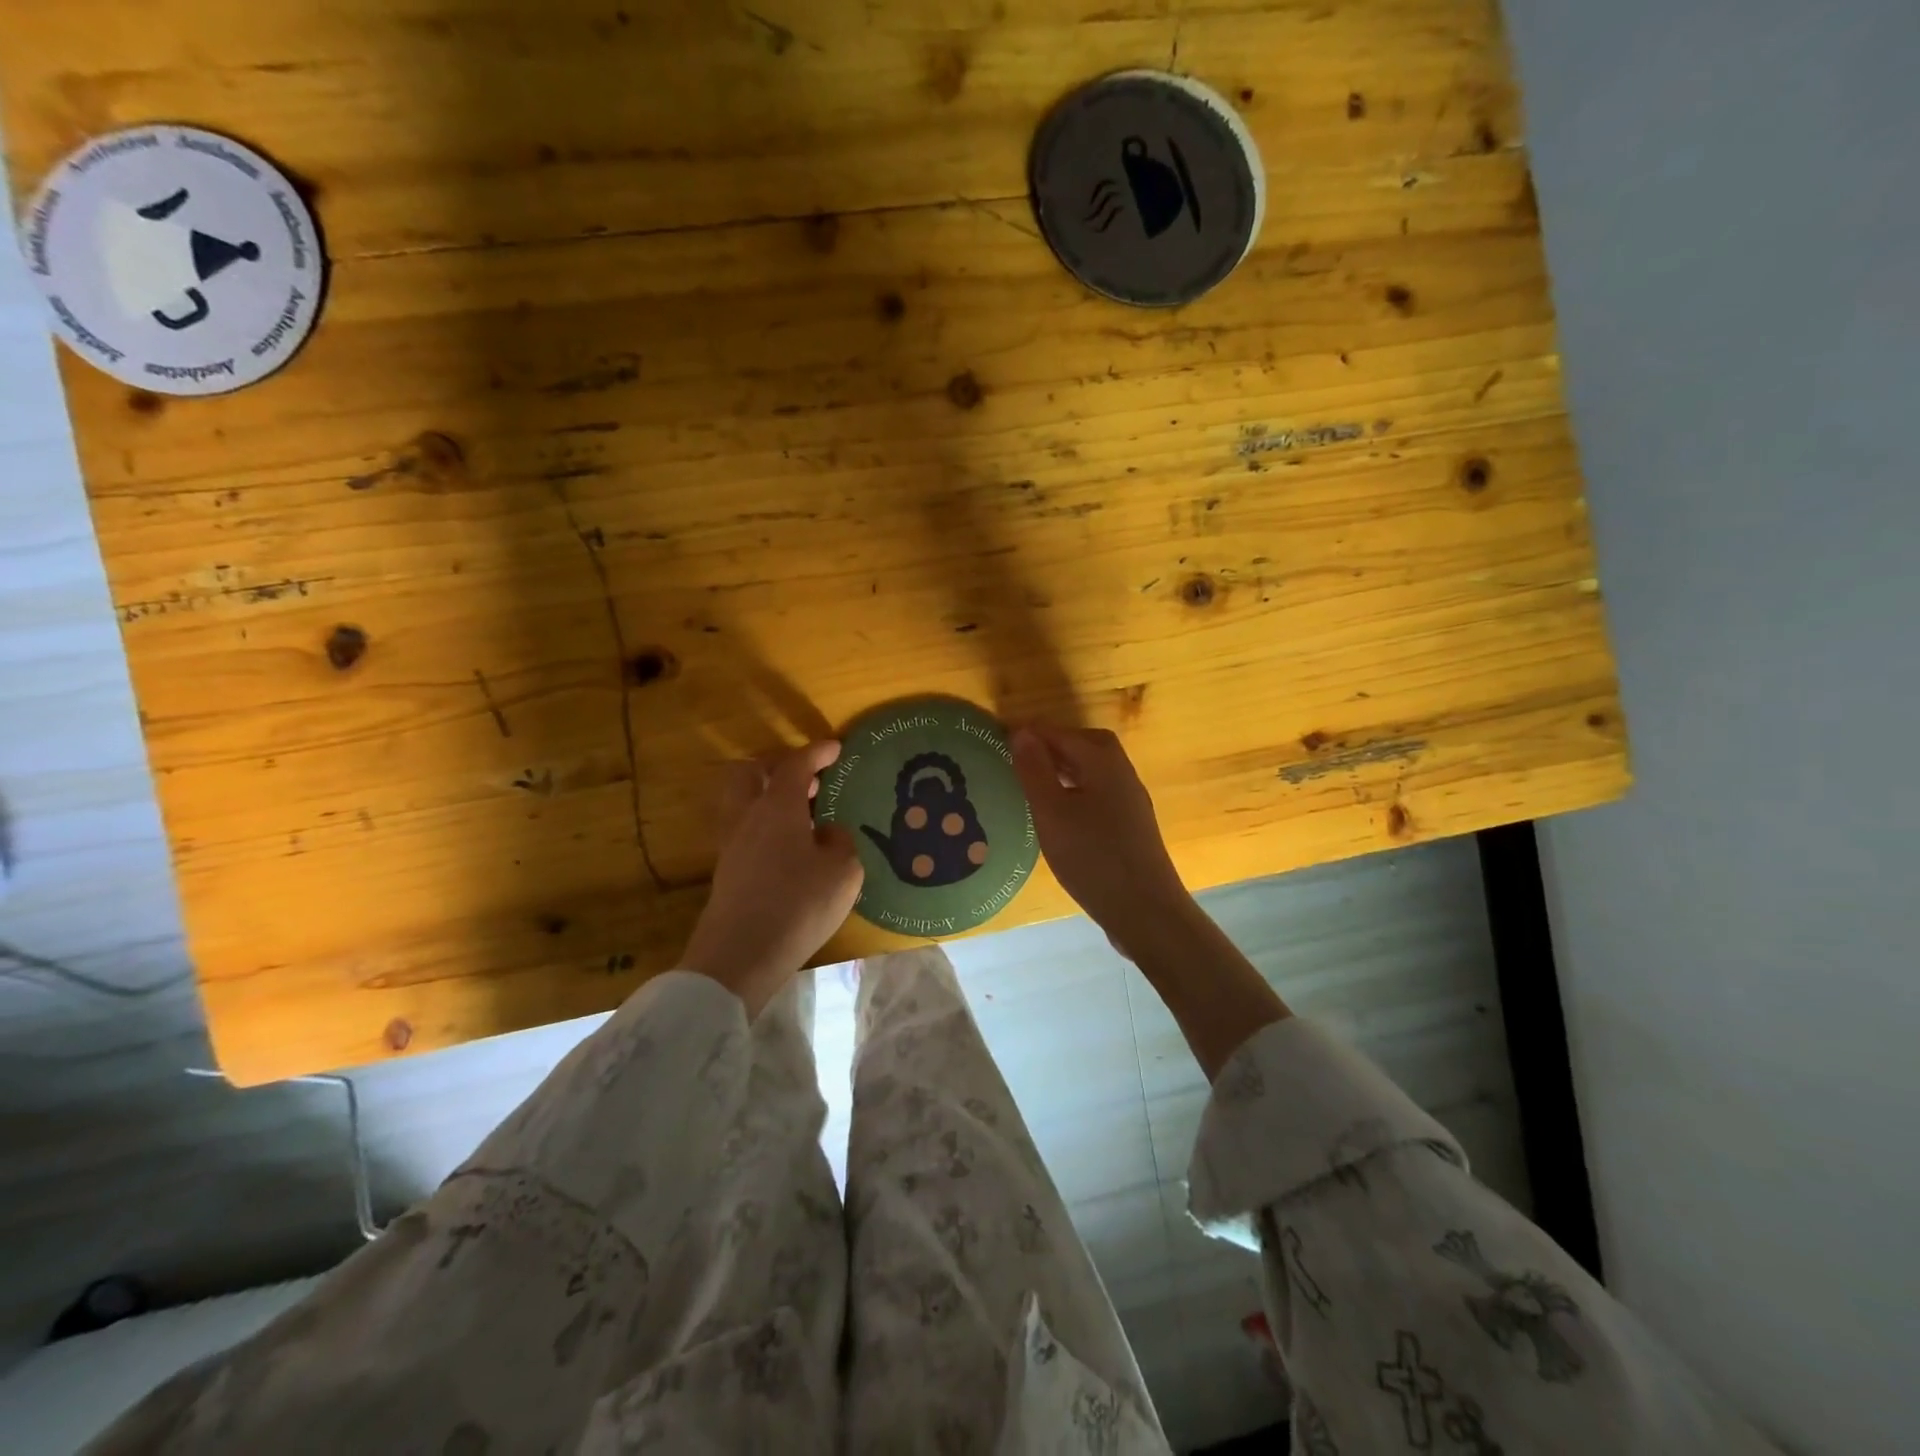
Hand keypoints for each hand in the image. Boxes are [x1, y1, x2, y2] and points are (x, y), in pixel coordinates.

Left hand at [680, 740, 863, 1014]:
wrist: (740, 955)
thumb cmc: (798, 905)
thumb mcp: (843, 871)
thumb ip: (840, 842)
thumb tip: (828, 832)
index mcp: (777, 807)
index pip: (795, 765)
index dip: (817, 752)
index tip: (836, 748)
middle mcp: (748, 817)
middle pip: (749, 773)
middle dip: (775, 765)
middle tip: (805, 776)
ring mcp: (732, 844)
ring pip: (742, 801)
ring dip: (767, 795)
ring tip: (801, 810)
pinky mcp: (727, 871)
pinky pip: (744, 829)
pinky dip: (764, 824)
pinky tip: (789, 844)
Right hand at [1011, 724, 1191, 948]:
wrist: (1145, 910)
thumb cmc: (1092, 857)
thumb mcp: (1051, 812)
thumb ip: (1035, 769)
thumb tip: (1021, 732)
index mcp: (1103, 762)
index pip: (1061, 733)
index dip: (1031, 733)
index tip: (998, 740)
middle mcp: (1122, 773)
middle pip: (1086, 745)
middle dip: (1053, 744)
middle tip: (1021, 756)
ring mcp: (1130, 800)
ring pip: (1094, 770)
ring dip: (1065, 768)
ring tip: (1033, 783)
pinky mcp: (1132, 826)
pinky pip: (1099, 792)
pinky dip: (1076, 790)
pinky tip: (1059, 814)